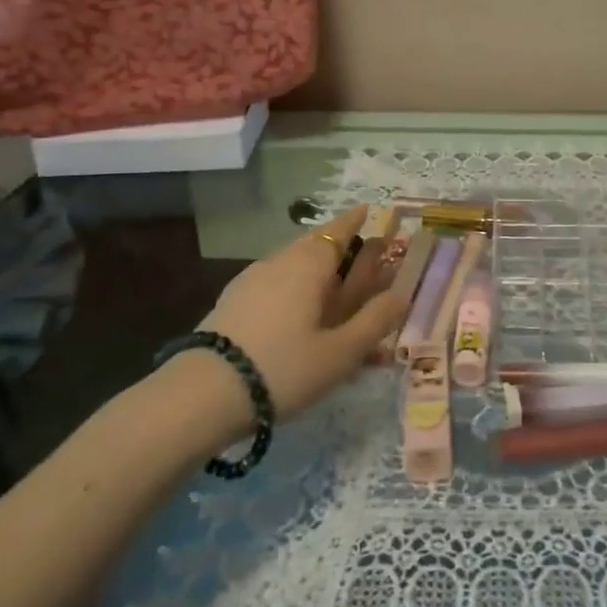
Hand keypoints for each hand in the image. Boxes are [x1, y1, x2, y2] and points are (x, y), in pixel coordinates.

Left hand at [133, 205, 407, 449]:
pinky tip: (297, 318)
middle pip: (316, 244)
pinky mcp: (233, 302)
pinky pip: (275, 285)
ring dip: (317, 273)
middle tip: (361, 261)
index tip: (371, 211)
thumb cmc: (284, 367)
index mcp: (309, 263)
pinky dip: (295, 291)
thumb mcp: (341, 351)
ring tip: (333, 295)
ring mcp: (252, 280)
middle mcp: (280, 261)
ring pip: (294, 265)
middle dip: (340, 249)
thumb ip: (375, 320)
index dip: (357, 220)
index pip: (339, 229)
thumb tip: (403, 294)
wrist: (203, 395)